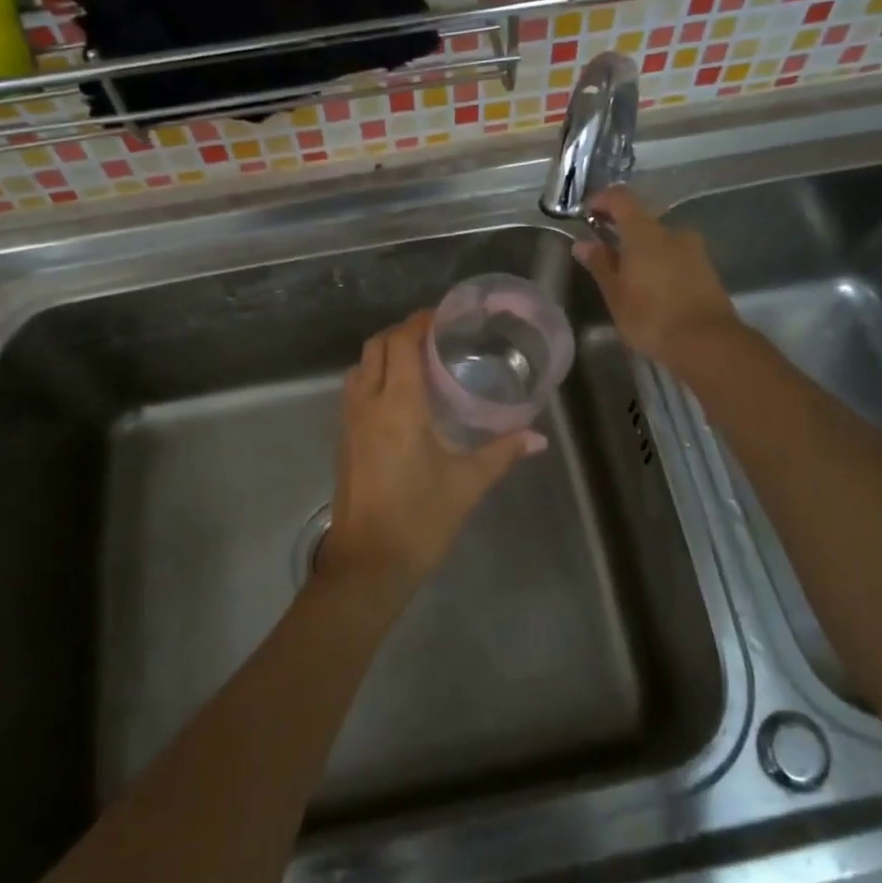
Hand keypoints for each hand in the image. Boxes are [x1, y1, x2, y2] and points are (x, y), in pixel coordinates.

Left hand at [322, 311, 544, 596]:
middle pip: (375, 347)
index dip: (420, 322)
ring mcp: (349, 422)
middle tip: (437, 337)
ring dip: (384, 354)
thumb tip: (538, 437)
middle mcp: (367, 404)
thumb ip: (502, 453)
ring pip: (360, 367)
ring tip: (419, 362)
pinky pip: (354, 391)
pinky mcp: (343, 440)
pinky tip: (401, 397)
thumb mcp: (466, 484)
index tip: (446, 317)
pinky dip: (374, 377)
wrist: (368, 565)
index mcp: (397, 406)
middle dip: (402, 332)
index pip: (401, 343)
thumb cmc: (419, 519)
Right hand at [573, 187, 743, 372]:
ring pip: (660, 240)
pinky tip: (652, 288)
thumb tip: (583, 243)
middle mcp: (672, 232)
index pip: (620, 198)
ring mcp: (694, 250)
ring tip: (628, 276)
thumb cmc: (652, 317)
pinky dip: (659, 263)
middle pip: (641, 220)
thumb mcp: (616, 294)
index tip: (586, 213)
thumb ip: (600, 264)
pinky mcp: (707, 269)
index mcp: (645, 232)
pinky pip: (676, 257)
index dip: (601, 200)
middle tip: (603, 251)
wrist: (708, 343)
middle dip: (620, 230)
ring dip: (642, 250)